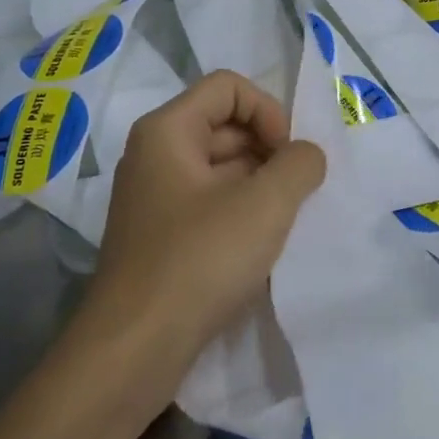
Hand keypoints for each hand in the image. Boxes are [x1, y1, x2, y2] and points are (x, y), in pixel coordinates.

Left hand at [88, 71, 325, 380]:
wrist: (132, 351)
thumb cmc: (198, 261)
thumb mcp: (265, 204)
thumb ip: (299, 164)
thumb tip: (306, 156)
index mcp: (168, 130)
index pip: (229, 87)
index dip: (269, 110)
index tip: (289, 156)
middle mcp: (155, 153)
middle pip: (224, 124)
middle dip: (269, 148)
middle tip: (297, 190)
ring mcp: (154, 196)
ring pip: (220, 166)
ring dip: (259, 182)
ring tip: (286, 219)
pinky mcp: (160, 235)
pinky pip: (209, 201)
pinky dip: (240, 210)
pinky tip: (262, 244)